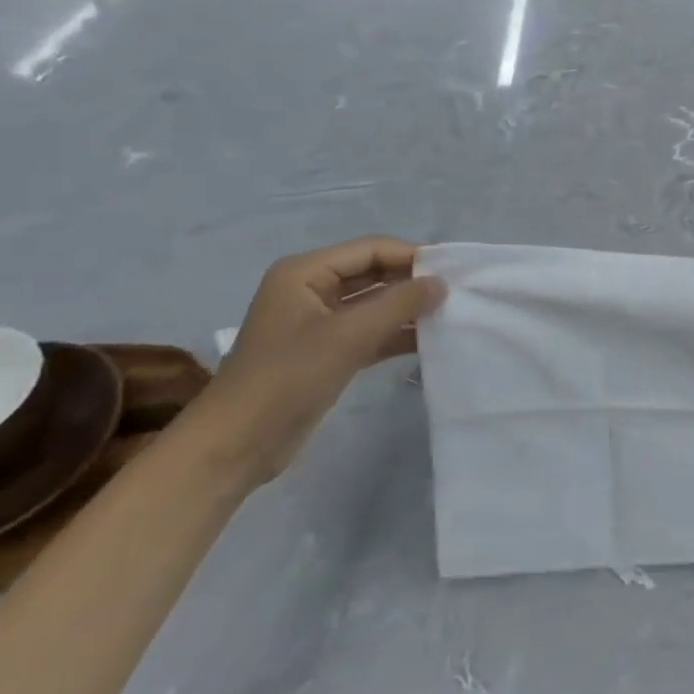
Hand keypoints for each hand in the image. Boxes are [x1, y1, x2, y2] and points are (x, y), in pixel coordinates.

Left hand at [195, 237, 447, 484]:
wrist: (237, 444)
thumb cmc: (288, 377)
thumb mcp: (348, 336)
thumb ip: (398, 304)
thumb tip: (441, 283)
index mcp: (305, 273)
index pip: (370, 249)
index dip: (412, 256)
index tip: (453, 271)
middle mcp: (311, 289)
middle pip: (372, 273)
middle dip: (411, 281)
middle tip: (456, 292)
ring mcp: (318, 322)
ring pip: (373, 303)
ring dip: (407, 308)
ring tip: (449, 314)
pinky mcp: (327, 352)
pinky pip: (369, 331)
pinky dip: (395, 333)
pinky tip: (428, 339)